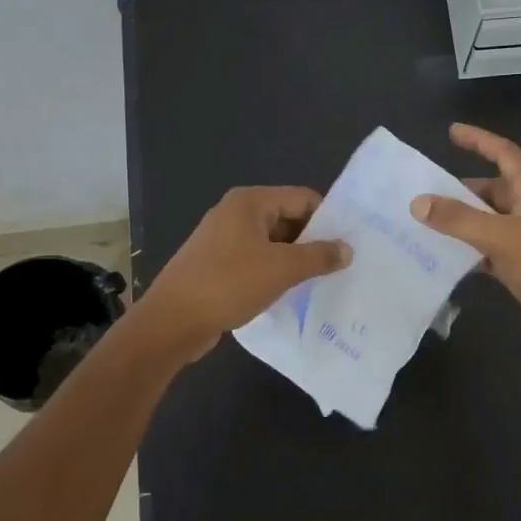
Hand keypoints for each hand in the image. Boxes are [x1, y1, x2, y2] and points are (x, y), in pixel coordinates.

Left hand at [133, 187, 350, 362]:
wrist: (171, 322)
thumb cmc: (228, 284)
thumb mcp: (282, 269)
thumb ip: (319, 256)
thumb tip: (347, 249)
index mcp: (249, 202)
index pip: (302, 198)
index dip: (328, 218)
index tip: (349, 243)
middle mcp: (235, 213)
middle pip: (287, 218)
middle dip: (312, 241)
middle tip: (340, 264)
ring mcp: (222, 239)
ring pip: (272, 242)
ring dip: (294, 259)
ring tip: (321, 281)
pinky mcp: (216, 264)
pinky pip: (255, 260)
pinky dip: (274, 272)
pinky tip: (289, 292)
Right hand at [411, 123, 520, 358]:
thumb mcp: (502, 238)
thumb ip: (459, 219)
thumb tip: (418, 202)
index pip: (504, 154)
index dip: (479, 140)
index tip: (451, 131)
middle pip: (489, 190)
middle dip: (457, 190)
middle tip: (419, 194)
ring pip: (484, 222)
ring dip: (458, 222)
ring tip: (420, 225)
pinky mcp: (519, 267)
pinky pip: (485, 250)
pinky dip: (465, 252)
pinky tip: (440, 259)